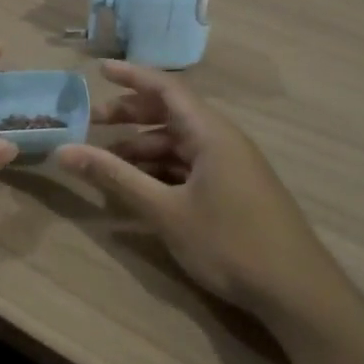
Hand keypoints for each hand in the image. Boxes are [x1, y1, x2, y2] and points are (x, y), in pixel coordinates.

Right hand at [57, 61, 333, 312]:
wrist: (298, 292)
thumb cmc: (230, 243)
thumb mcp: (165, 211)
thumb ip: (115, 178)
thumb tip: (65, 152)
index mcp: (211, 132)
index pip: (167, 88)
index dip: (132, 76)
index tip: (99, 70)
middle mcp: (222, 139)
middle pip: (171, 113)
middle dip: (131, 115)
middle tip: (92, 123)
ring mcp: (232, 165)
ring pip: (180, 142)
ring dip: (143, 146)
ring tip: (107, 161)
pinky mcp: (235, 189)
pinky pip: (191, 164)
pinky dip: (162, 167)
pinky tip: (140, 186)